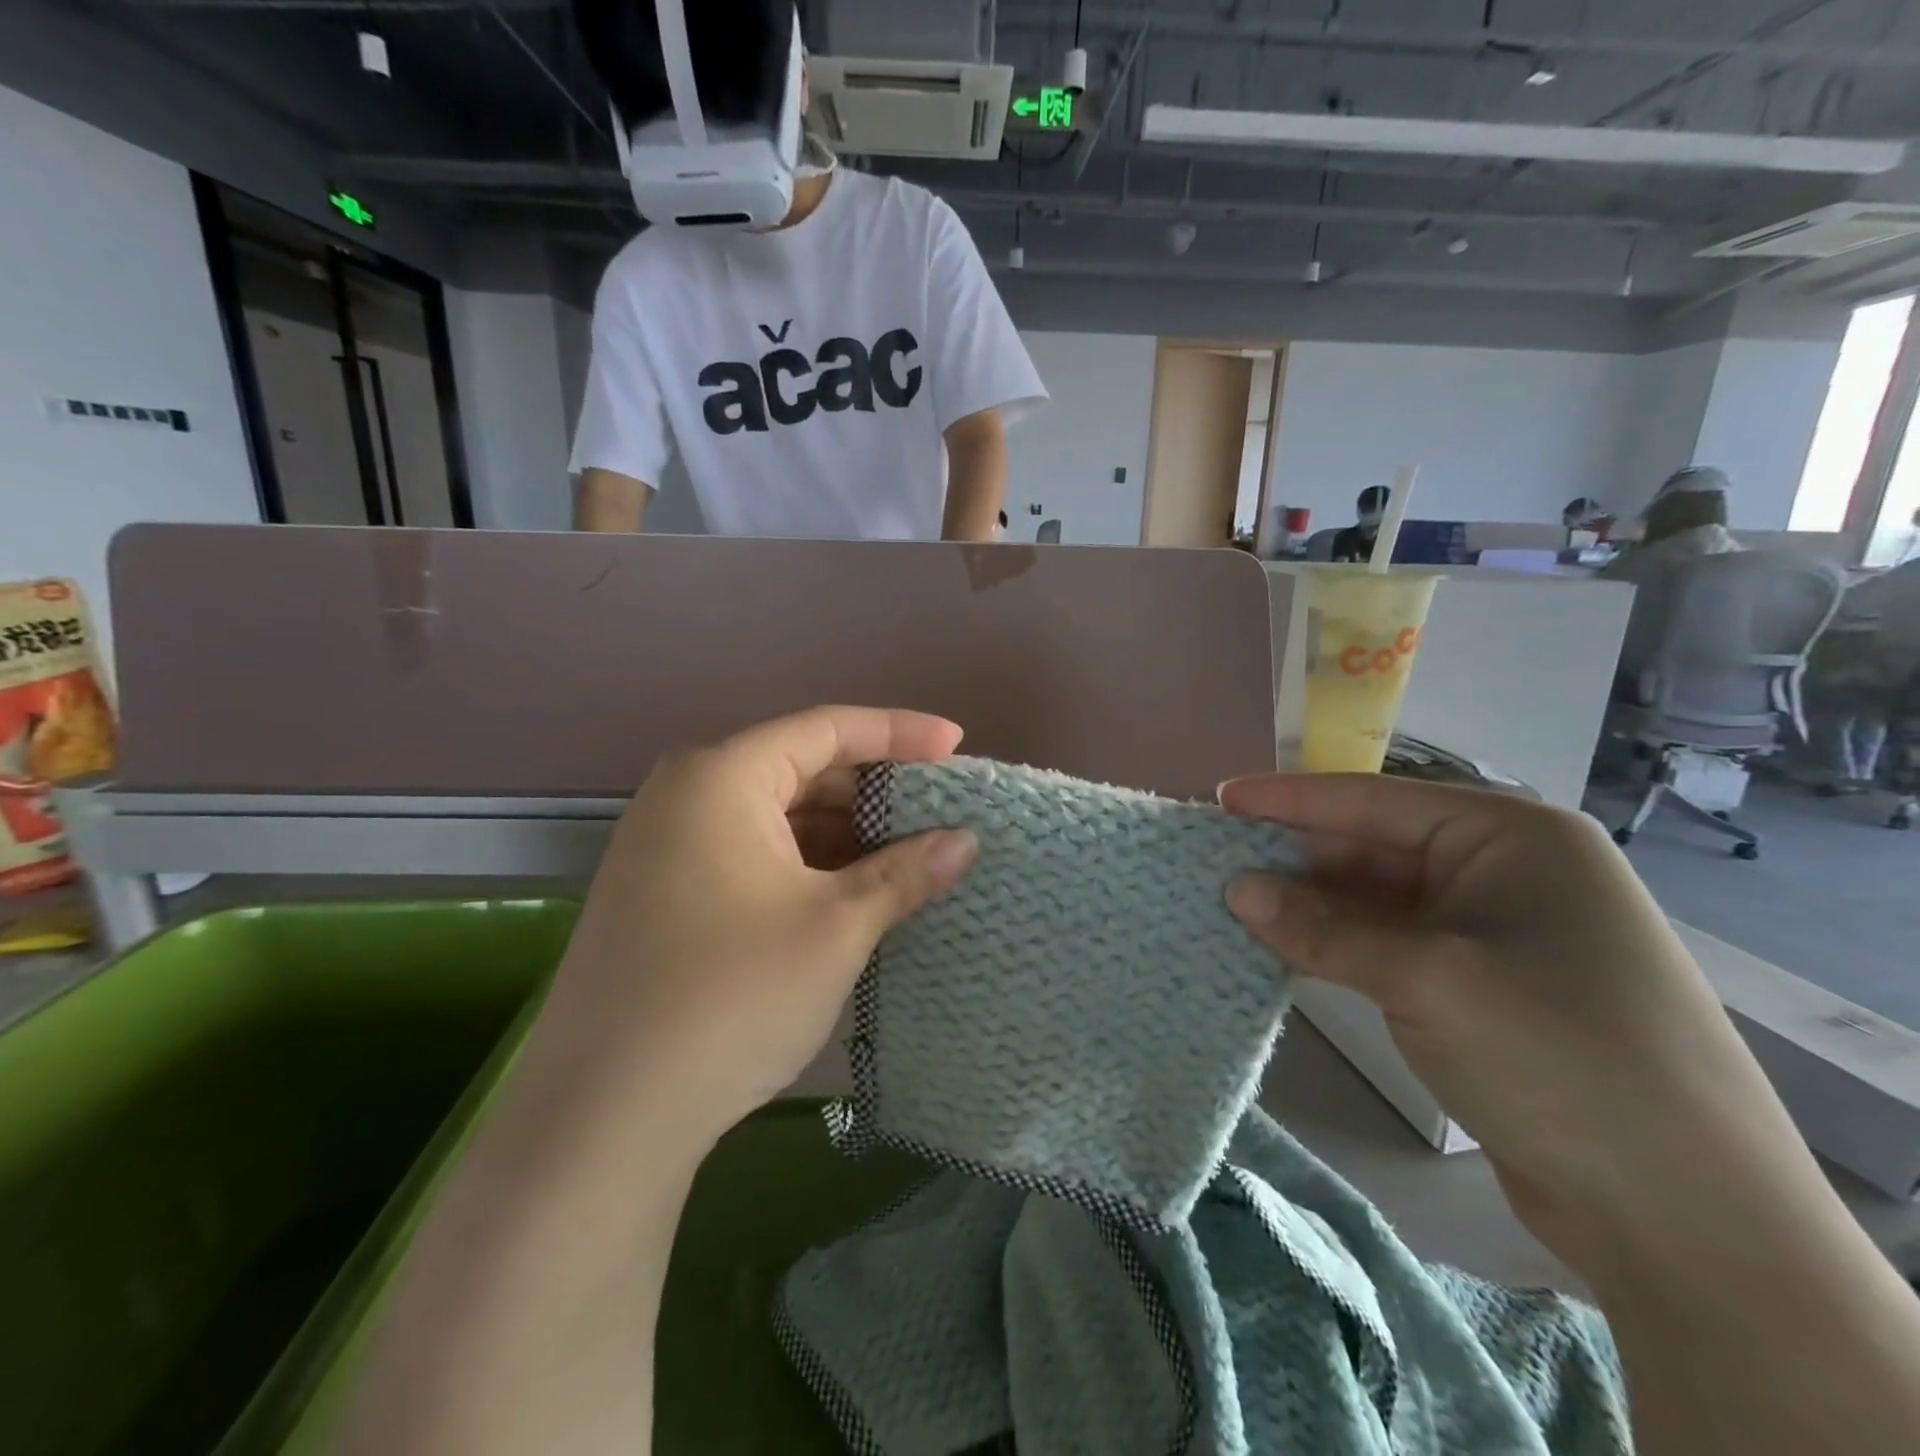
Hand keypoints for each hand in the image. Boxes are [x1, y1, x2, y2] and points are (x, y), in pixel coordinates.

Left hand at [545, 707, 976, 1146]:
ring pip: (776, 815)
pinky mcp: (662, 892)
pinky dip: (805, 863)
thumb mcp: (835, 927)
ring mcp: (666, 845)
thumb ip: (905, 873)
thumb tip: (965, 841)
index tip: (956, 744)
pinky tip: (850, 891)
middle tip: (938, 812)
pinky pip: (750, 852)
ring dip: (843, 833)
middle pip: (800, 767)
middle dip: (874, 790)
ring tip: (907, 856)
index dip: (900, 732)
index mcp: (722, 775)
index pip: (828, 728)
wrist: (603, 1118)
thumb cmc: (731, 996)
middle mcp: (685, 793)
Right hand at [1220, 773, 1806, 1263]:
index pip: (1374, 801)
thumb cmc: (1557, 1054)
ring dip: (1308, 904)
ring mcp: (1491, 930)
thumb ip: (1322, 927)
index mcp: (1510, 837)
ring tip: (1232, 902)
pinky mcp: (1477, 985)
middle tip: (1214, 860)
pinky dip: (1333, 944)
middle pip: (1371, 847)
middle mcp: (1502, 870)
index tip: (1220, 799)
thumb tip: (1237, 891)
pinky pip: (1386, 944)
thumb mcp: (1426, 977)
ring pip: (1374, 898)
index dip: (1290, 799)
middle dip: (1294, 856)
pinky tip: (1279, 946)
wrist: (1683, 1215)